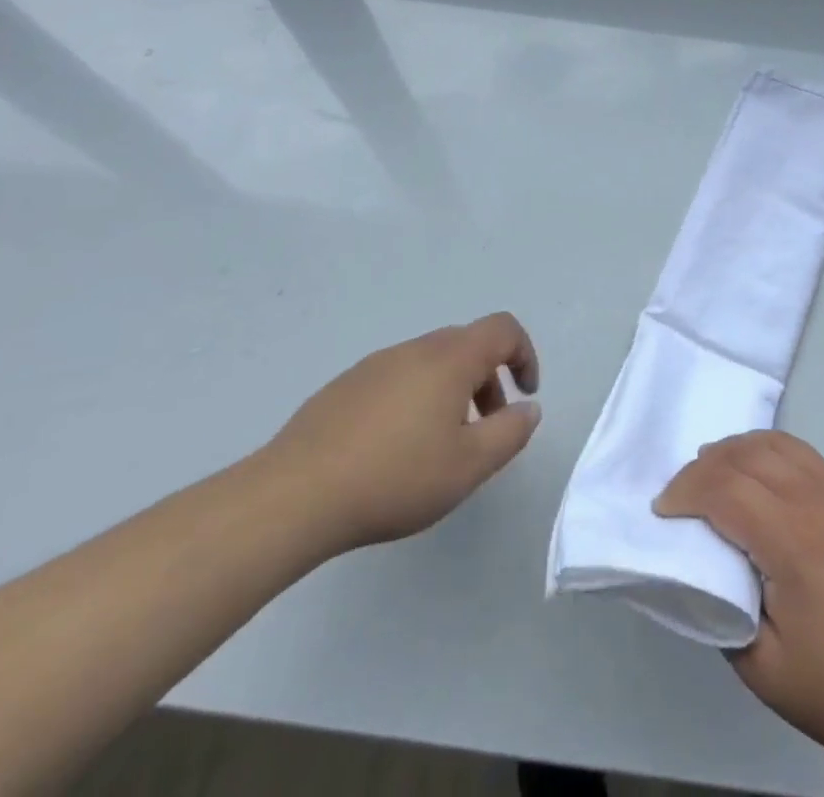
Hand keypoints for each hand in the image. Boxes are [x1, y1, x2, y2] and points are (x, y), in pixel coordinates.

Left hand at [262, 312, 541, 554]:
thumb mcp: (469, 465)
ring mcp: (375, 364)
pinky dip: (414, 399)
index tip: (525, 395)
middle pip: (466, 344)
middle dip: (488, 379)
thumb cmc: (395, 477)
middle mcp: (415, 349)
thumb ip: (510, 433)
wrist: (294, 495)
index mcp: (450, 359)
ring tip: (439, 445)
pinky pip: (396, 378)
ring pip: (430, 362)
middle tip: (486, 427)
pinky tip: (394, 449)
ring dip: (451, 391)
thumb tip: (528, 408)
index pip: (502, 329)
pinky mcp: (344, 386)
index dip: (525, 354)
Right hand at [654, 432, 823, 787]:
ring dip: (738, 450)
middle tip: (682, 494)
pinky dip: (772, 452)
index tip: (663, 513)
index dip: (685, 492)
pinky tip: (761, 474)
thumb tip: (703, 562)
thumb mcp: (763, 668)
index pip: (725, 489)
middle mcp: (820, 502)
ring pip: (779, 444)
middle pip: (748, 455)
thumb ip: (722, 606)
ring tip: (714, 473)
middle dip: (704, 465)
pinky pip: (807, 455)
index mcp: (794, 542)